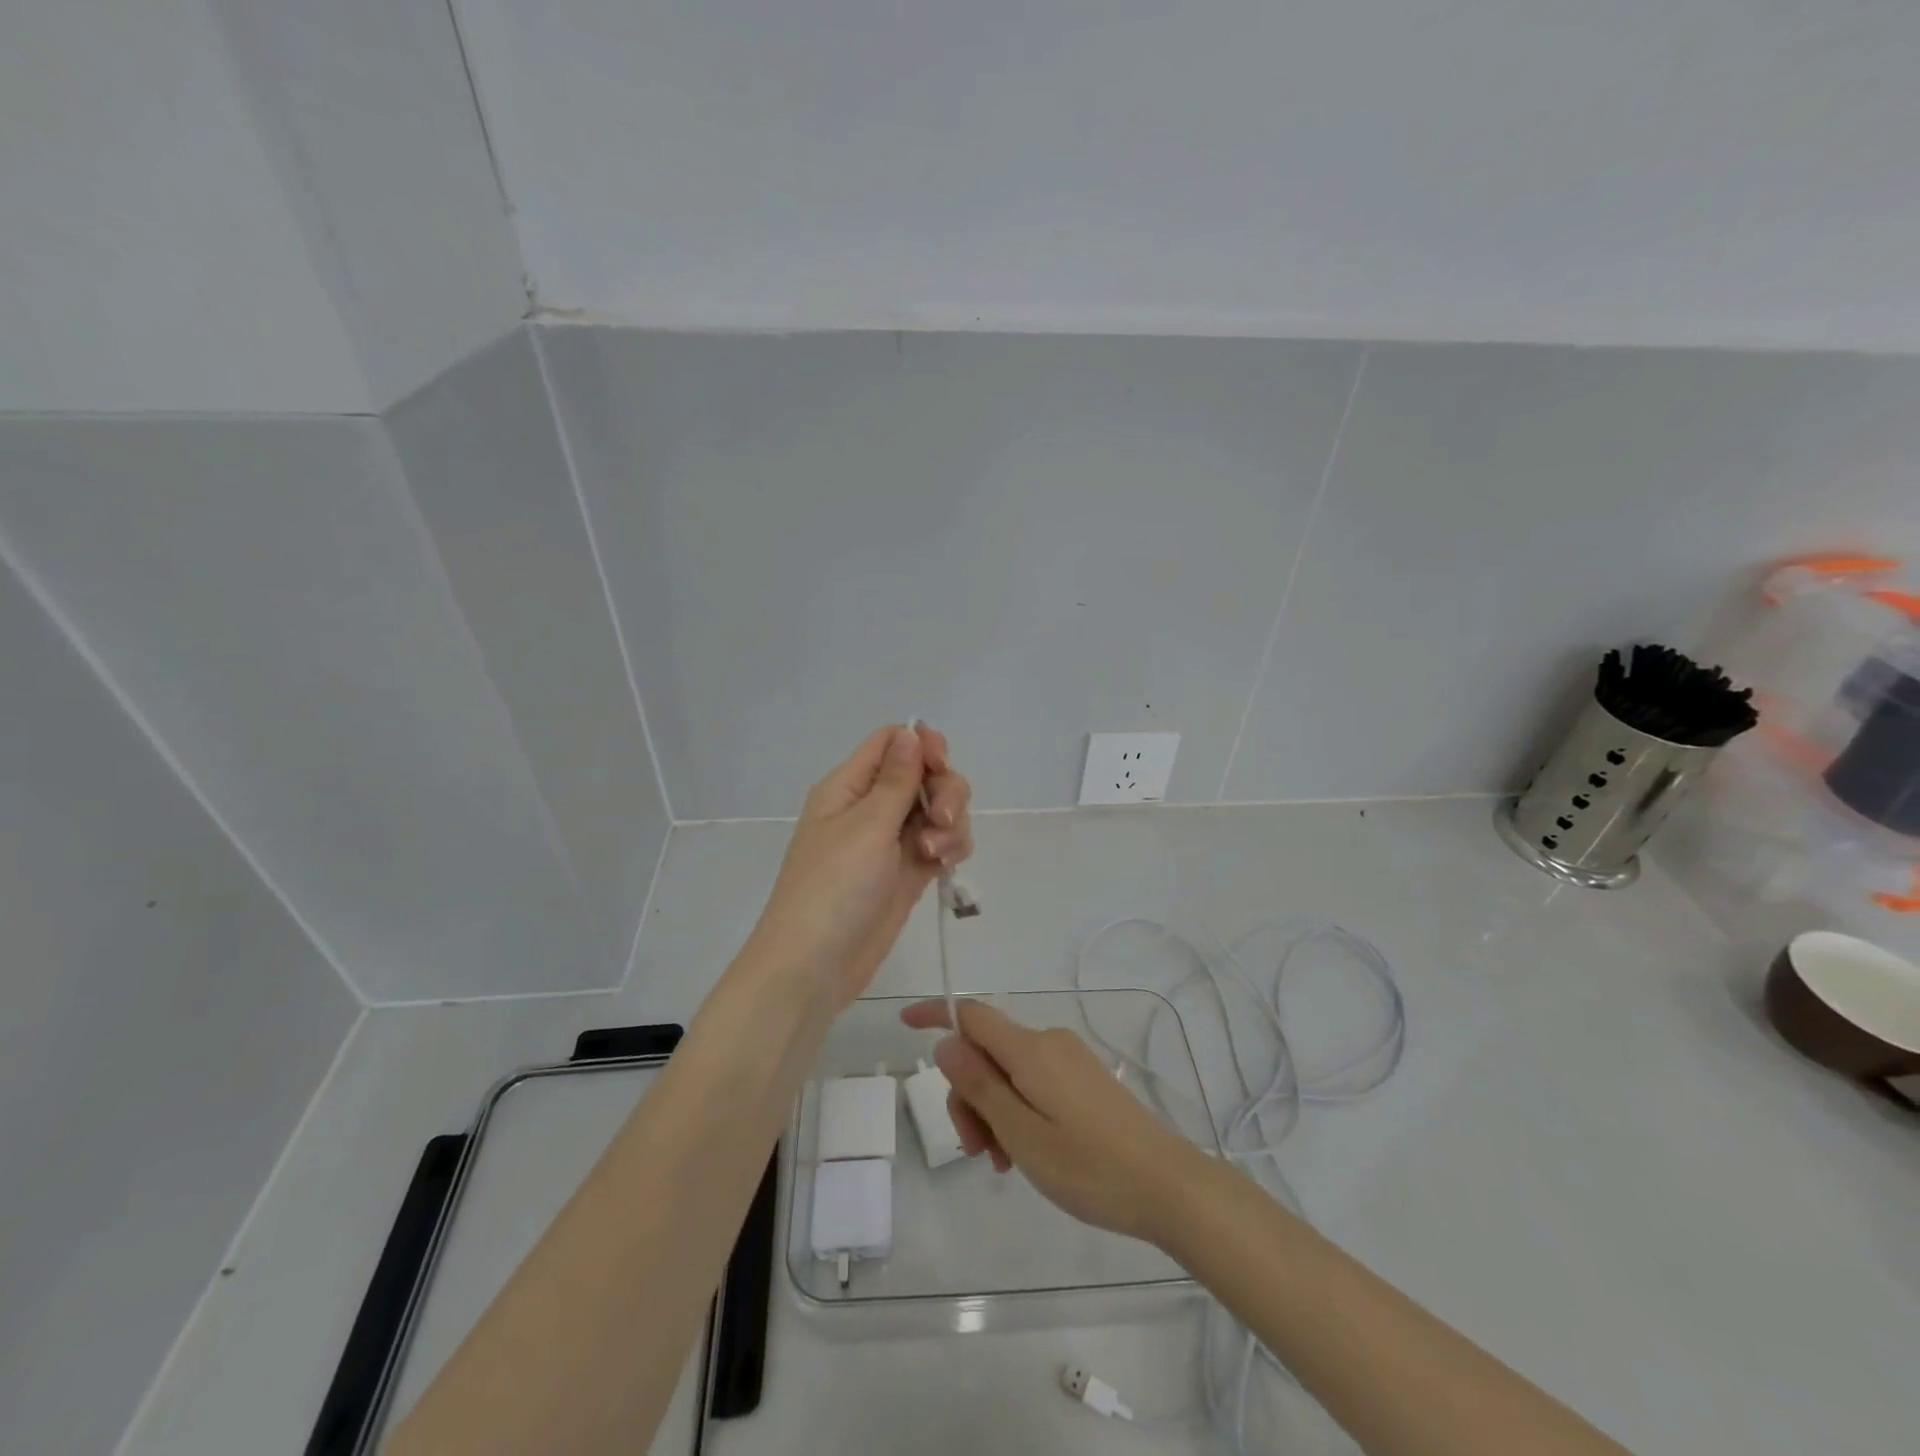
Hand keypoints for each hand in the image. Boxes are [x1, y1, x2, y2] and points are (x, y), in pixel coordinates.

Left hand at [745, 724, 971, 1010]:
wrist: (815, 966)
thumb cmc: (833, 888)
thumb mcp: (867, 826)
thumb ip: (896, 779)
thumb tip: (910, 731)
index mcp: (849, 786)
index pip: (891, 742)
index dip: (922, 744)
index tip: (940, 764)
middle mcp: (871, 807)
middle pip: (924, 774)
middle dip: (945, 791)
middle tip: (942, 820)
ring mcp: (891, 841)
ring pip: (938, 809)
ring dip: (950, 824)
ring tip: (935, 854)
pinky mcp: (908, 871)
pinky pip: (941, 842)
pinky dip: (950, 847)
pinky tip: (944, 866)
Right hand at [899, 999, 1209, 1245]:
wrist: (1168, 1185)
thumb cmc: (1089, 1166)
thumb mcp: (1022, 1133)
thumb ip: (980, 1085)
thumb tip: (946, 1042)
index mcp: (1030, 1049)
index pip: (971, 1015)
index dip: (935, 1015)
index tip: (904, 1026)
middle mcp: (1048, 1042)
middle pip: (986, 1051)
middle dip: (969, 1094)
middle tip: (976, 1151)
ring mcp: (1068, 1059)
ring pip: (1008, 1072)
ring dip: (993, 1110)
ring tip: (1004, 1162)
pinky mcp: (1082, 1079)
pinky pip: (1032, 1082)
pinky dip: (1016, 1110)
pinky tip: (1025, 1152)